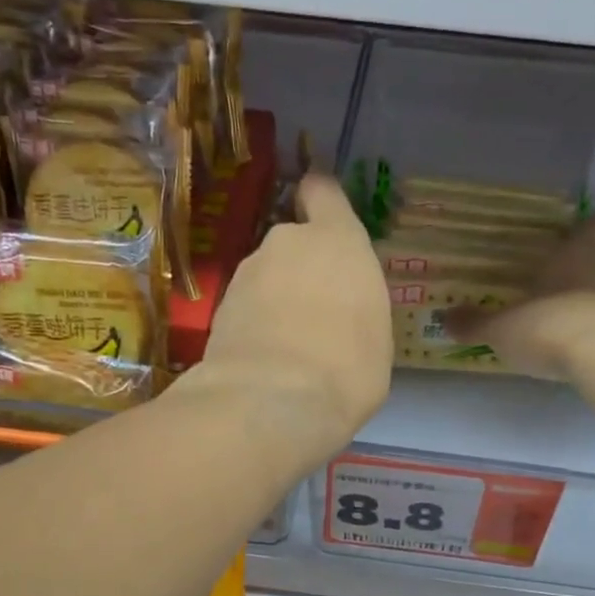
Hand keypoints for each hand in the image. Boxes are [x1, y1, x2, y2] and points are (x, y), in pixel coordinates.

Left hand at [186, 173, 392, 464]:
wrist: (273, 403)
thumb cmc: (347, 368)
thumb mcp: (376, 337)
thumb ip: (357, 305)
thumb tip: (341, 312)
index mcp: (337, 240)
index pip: (322, 192)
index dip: (321, 201)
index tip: (323, 218)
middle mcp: (288, 244)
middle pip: (294, 243)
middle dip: (302, 270)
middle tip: (317, 316)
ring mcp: (246, 274)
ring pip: (266, 277)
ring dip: (276, 300)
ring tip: (290, 348)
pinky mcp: (219, 308)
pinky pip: (246, 308)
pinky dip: (254, 326)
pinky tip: (265, 362)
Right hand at [445, 216, 594, 381]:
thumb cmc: (549, 327)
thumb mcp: (502, 329)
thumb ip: (475, 324)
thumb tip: (445, 319)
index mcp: (574, 253)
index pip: (589, 227)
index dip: (587, 227)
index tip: (584, 228)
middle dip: (582, 267)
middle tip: (557, 282)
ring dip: (591, 298)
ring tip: (566, 317)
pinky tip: (581, 344)